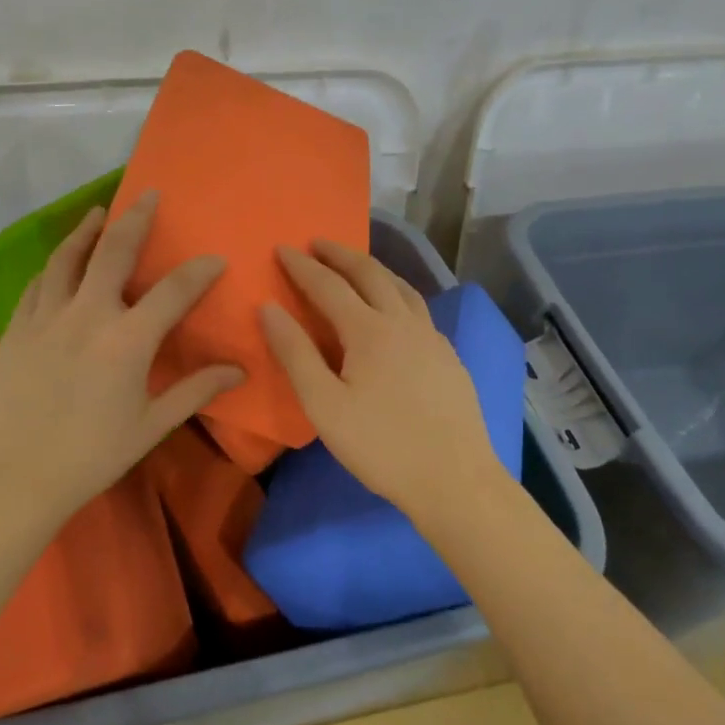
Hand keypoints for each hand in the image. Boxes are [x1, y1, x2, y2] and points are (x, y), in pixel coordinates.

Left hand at [0, 191, 243, 518]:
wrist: (16, 475)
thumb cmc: (91, 455)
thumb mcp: (151, 426)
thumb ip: (195, 390)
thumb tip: (239, 370)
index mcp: (127, 341)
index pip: (173, 292)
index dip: (198, 271)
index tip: (214, 259)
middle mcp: (87, 315)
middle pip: (114, 252)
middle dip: (135, 219)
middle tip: (148, 195)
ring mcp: (47, 316)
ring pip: (67, 257)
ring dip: (87, 231)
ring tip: (99, 213)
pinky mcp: (18, 327)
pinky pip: (38, 282)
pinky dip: (55, 264)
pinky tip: (61, 261)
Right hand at [260, 240, 501, 515]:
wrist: (456, 481)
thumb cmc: (381, 446)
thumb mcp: (324, 405)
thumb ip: (295, 353)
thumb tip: (268, 308)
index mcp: (370, 330)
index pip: (329, 285)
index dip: (303, 266)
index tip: (282, 247)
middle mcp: (404, 322)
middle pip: (371, 273)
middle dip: (341, 254)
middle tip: (318, 242)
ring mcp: (433, 338)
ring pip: (401, 287)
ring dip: (374, 269)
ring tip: (356, 265)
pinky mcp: (449, 357)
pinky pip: (418, 309)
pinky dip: (397, 293)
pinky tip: (395, 311)